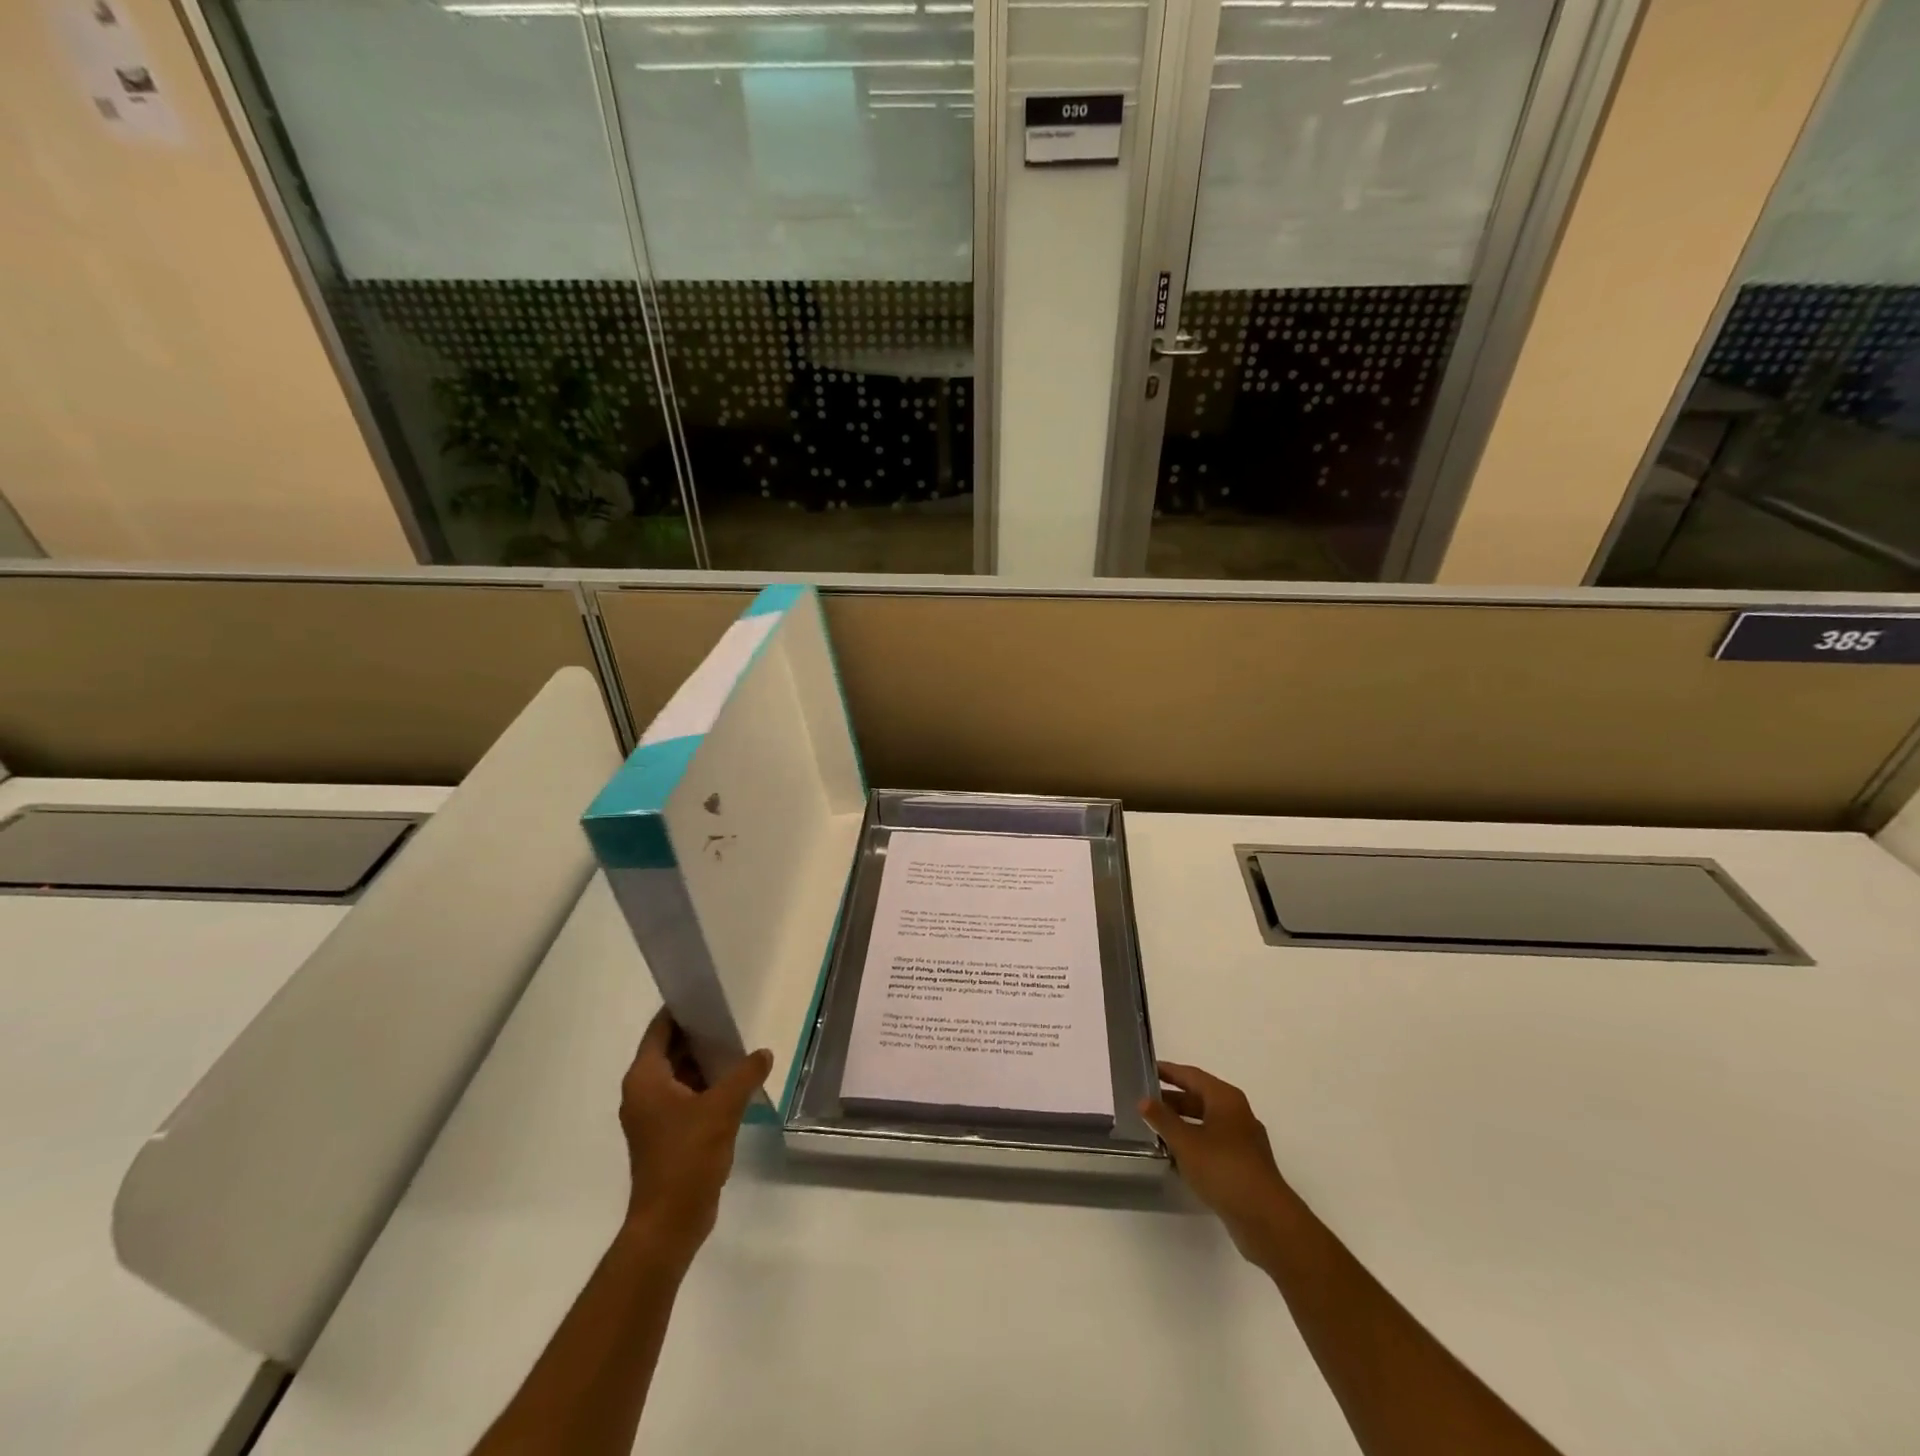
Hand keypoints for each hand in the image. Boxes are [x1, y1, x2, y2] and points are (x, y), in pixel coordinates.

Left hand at [619, 1009, 771, 1263]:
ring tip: (739, 1046)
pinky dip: (705, 1085)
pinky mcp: (665, 1134)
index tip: (708, 993)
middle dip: (699, 1034)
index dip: (682, 1009)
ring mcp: (653, 1115)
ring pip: (679, 1074)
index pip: (660, 1029)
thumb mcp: (723, 1108)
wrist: (670, 1222)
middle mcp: (642, 1092)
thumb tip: (763, 1053)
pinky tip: (735, 1083)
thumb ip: (745, 1074)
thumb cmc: (687, 1156)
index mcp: (645, 1079)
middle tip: (732, 1017)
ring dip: (704, 1061)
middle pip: (670, 1049)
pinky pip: (685, 1096)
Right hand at [1140, 1060, 1295, 1264]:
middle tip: (1145, 1102)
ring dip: (1182, 1124)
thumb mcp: (1185, 1142)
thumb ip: (1163, 1119)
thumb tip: (1143, 1100)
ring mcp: (1243, 1141)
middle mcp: (1237, 1114)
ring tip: (1155, 1129)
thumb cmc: (1223, 1169)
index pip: (1192, 1075)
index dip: (1169, 1071)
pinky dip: (1194, 1144)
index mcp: (1225, 1098)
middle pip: (1200, 1098)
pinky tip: (1176, 1157)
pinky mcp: (1245, 1166)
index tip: (1146, 1069)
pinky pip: (1213, 1144)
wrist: (1266, 1219)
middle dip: (1173, 1099)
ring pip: (1207, 1123)